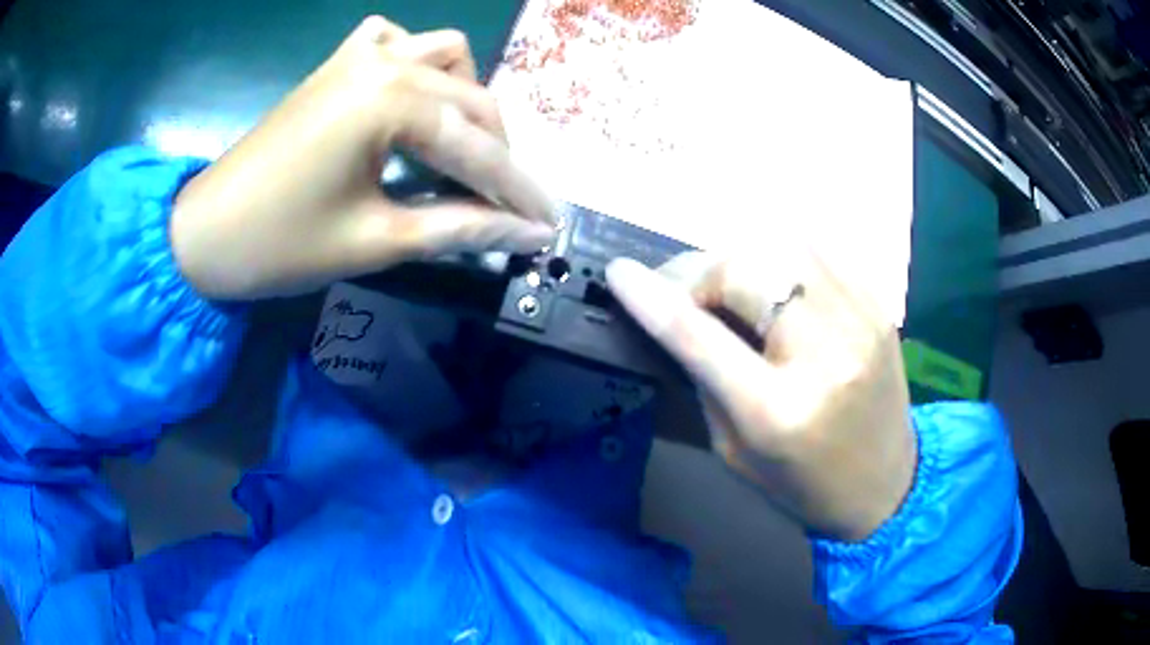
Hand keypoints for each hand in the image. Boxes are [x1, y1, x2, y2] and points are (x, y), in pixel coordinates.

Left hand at [171, 17, 555, 299]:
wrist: (205, 233)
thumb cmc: (281, 244)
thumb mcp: (376, 241)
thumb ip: (459, 227)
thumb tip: (528, 233)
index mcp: (390, 101)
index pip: (477, 149)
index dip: (517, 192)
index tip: (551, 224)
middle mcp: (385, 61)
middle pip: (472, 98)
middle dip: (498, 153)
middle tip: (504, 204)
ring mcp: (358, 55)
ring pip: (446, 55)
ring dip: (466, 98)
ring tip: (460, 147)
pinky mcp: (337, 64)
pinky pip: (395, 41)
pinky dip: (417, 64)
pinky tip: (409, 96)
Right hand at [607, 250, 916, 541]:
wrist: (887, 484)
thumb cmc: (804, 485)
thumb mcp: (735, 452)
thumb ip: (705, 382)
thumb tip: (676, 320)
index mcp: (778, 410)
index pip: (700, 336)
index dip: (652, 298)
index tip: (619, 274)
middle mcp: (824, 354)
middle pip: (746, 271)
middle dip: (701, 273)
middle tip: (686, 292)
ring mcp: (860, 320)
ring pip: (783, 246)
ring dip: (741, 258)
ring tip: (728, 285)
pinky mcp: (877, 305)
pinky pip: (818, 252)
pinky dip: (781, 257)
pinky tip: (772, 282)